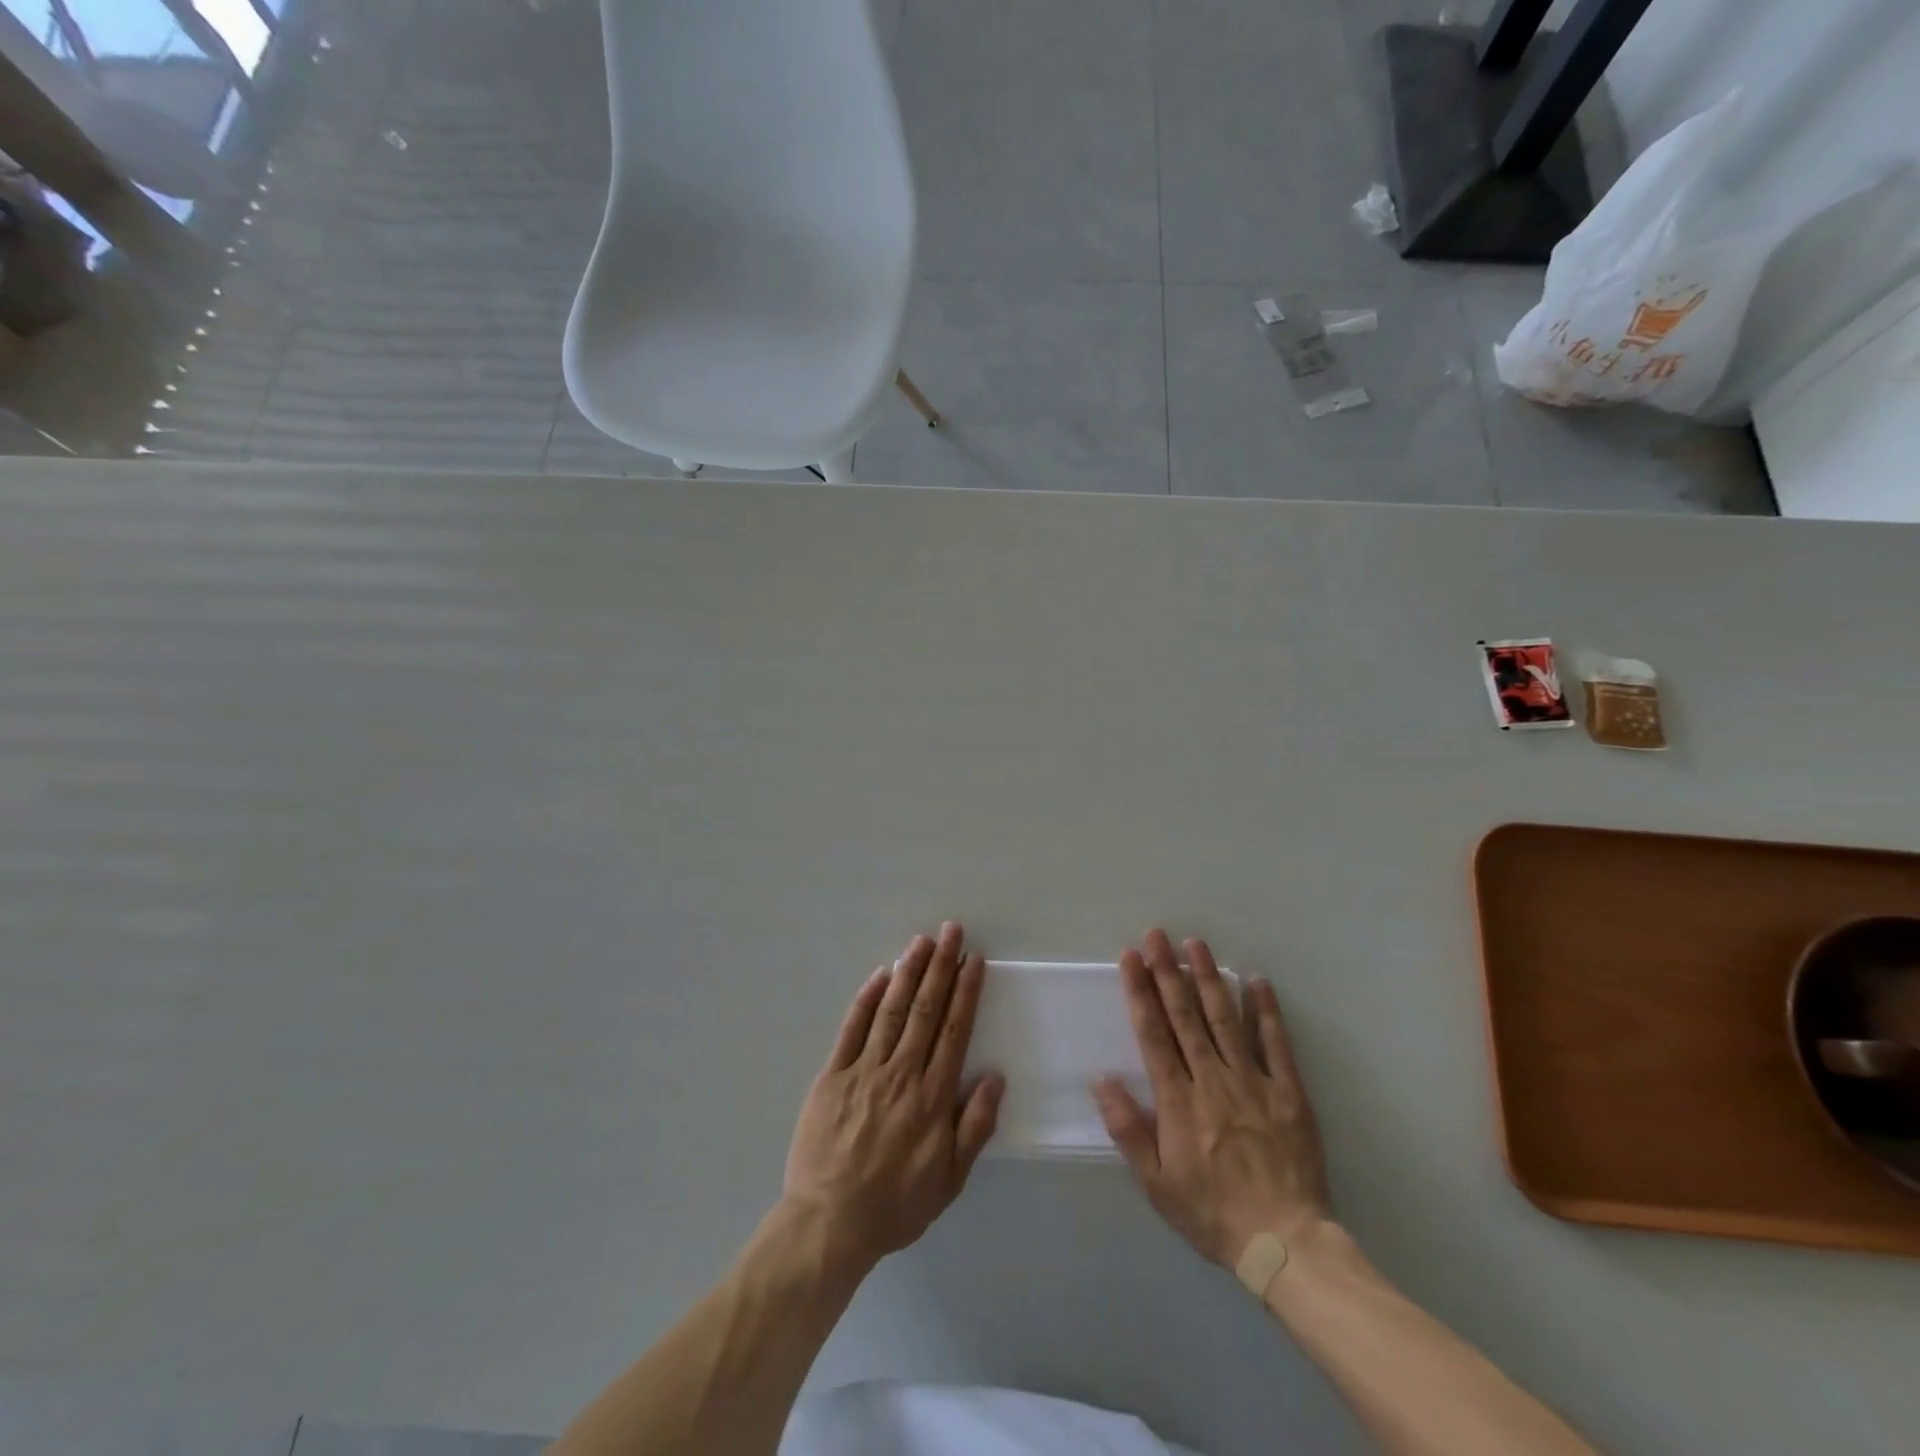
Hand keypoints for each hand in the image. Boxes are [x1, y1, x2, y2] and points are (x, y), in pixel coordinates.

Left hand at [784, 922, 1004, 1269]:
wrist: (829, 1223)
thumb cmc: (895, 1204)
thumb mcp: (949, 1179)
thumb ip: (975, 1126)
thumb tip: (995, 1077)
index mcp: (932, 1096)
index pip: (954, 1030)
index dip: (965, 991)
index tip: (973, 960)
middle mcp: (901, 1072)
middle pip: (926, 1009)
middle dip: (941, 966)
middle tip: (951, 931)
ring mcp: (864, 1070)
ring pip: (892, 1010)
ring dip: (908, 972)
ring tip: (922, 941)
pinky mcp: (832, 1075)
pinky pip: (852, 1029)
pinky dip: (866, 999)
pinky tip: (879, 975)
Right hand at [1092, 930, 1330, 1267]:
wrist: (1285, 1244)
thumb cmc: (1212, 1213)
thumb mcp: (1156, 1183)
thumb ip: (1127, 1129)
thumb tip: (1100, 1079)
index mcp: (1178, 1100)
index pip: (1153, 1033)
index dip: (1140, 991)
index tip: (1130, 957)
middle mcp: (1212, 1079)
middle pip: (1185, 1015)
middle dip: (1167, 971)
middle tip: (1157, 935)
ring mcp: (1253, 1081)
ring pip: (1225, 1018)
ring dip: (1208, 978)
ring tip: (1195, 944)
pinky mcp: (1288, 1091)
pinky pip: (1276, 1043)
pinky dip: (1266, 1010)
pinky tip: (1256, 980)